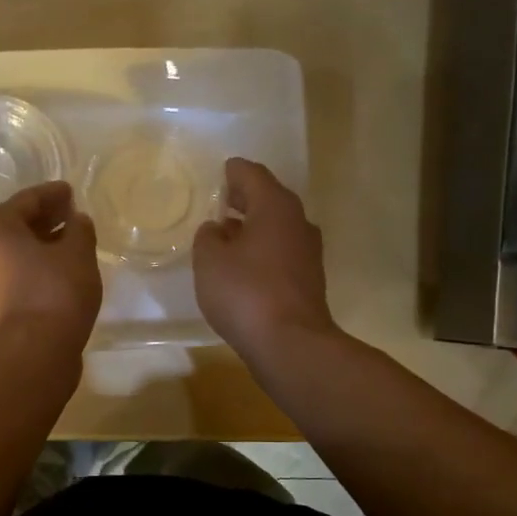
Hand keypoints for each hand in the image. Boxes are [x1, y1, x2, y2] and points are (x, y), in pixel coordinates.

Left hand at [0, 181, 101, 351]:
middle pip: (15, 227)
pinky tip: (58, 274)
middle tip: (71, 217)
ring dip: (39, 247)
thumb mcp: (78, 253)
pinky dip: (35, 270)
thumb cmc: (55, 291)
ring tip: (69, 246)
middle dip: (44, 220)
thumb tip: (76, 221)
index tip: (71, 192)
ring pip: (14, 254)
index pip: (27, 200)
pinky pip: (16, 277)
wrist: (34, 352)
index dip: (52, 194)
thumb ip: (79, 229)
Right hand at [193, 157, 335, 361]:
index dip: (232, 172)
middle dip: (244, 200)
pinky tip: (243, 268)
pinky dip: (262, 253)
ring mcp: (308, 253)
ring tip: (225, 238)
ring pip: (276, 229)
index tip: (219, 173)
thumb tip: (217, 230)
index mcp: (275, 206)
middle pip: (268, 200)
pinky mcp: (308, 281)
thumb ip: (208, 238)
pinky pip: (280, 254)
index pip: (251, 174)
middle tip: (219, 203)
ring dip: (253, 229)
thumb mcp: (210, 260)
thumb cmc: (245, 292)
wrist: (290, 343)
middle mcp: (298, 222)